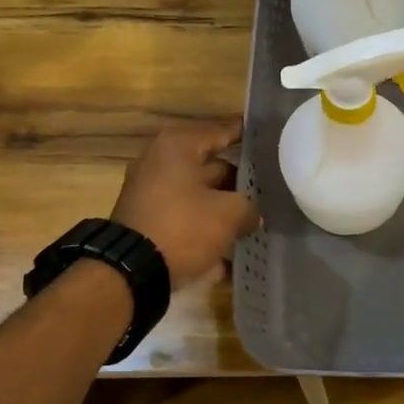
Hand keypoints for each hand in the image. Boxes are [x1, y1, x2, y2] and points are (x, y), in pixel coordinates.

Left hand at [111, 120, 258, 287]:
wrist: (131, 271)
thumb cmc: (183, 227)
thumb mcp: (229, 213)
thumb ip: (249, 206)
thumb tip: (251, 213)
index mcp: (177, 146)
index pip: (222, 132)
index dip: (249, 137)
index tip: (271, 141)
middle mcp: (160, 162)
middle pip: (211, 166)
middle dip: (240, 180)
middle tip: (271, 187)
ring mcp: (151, 192)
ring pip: (200, 194)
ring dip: (224, 208)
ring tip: (256, 219)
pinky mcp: (149, 220)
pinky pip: (186, 218)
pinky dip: (205, 229)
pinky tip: (230, 250)